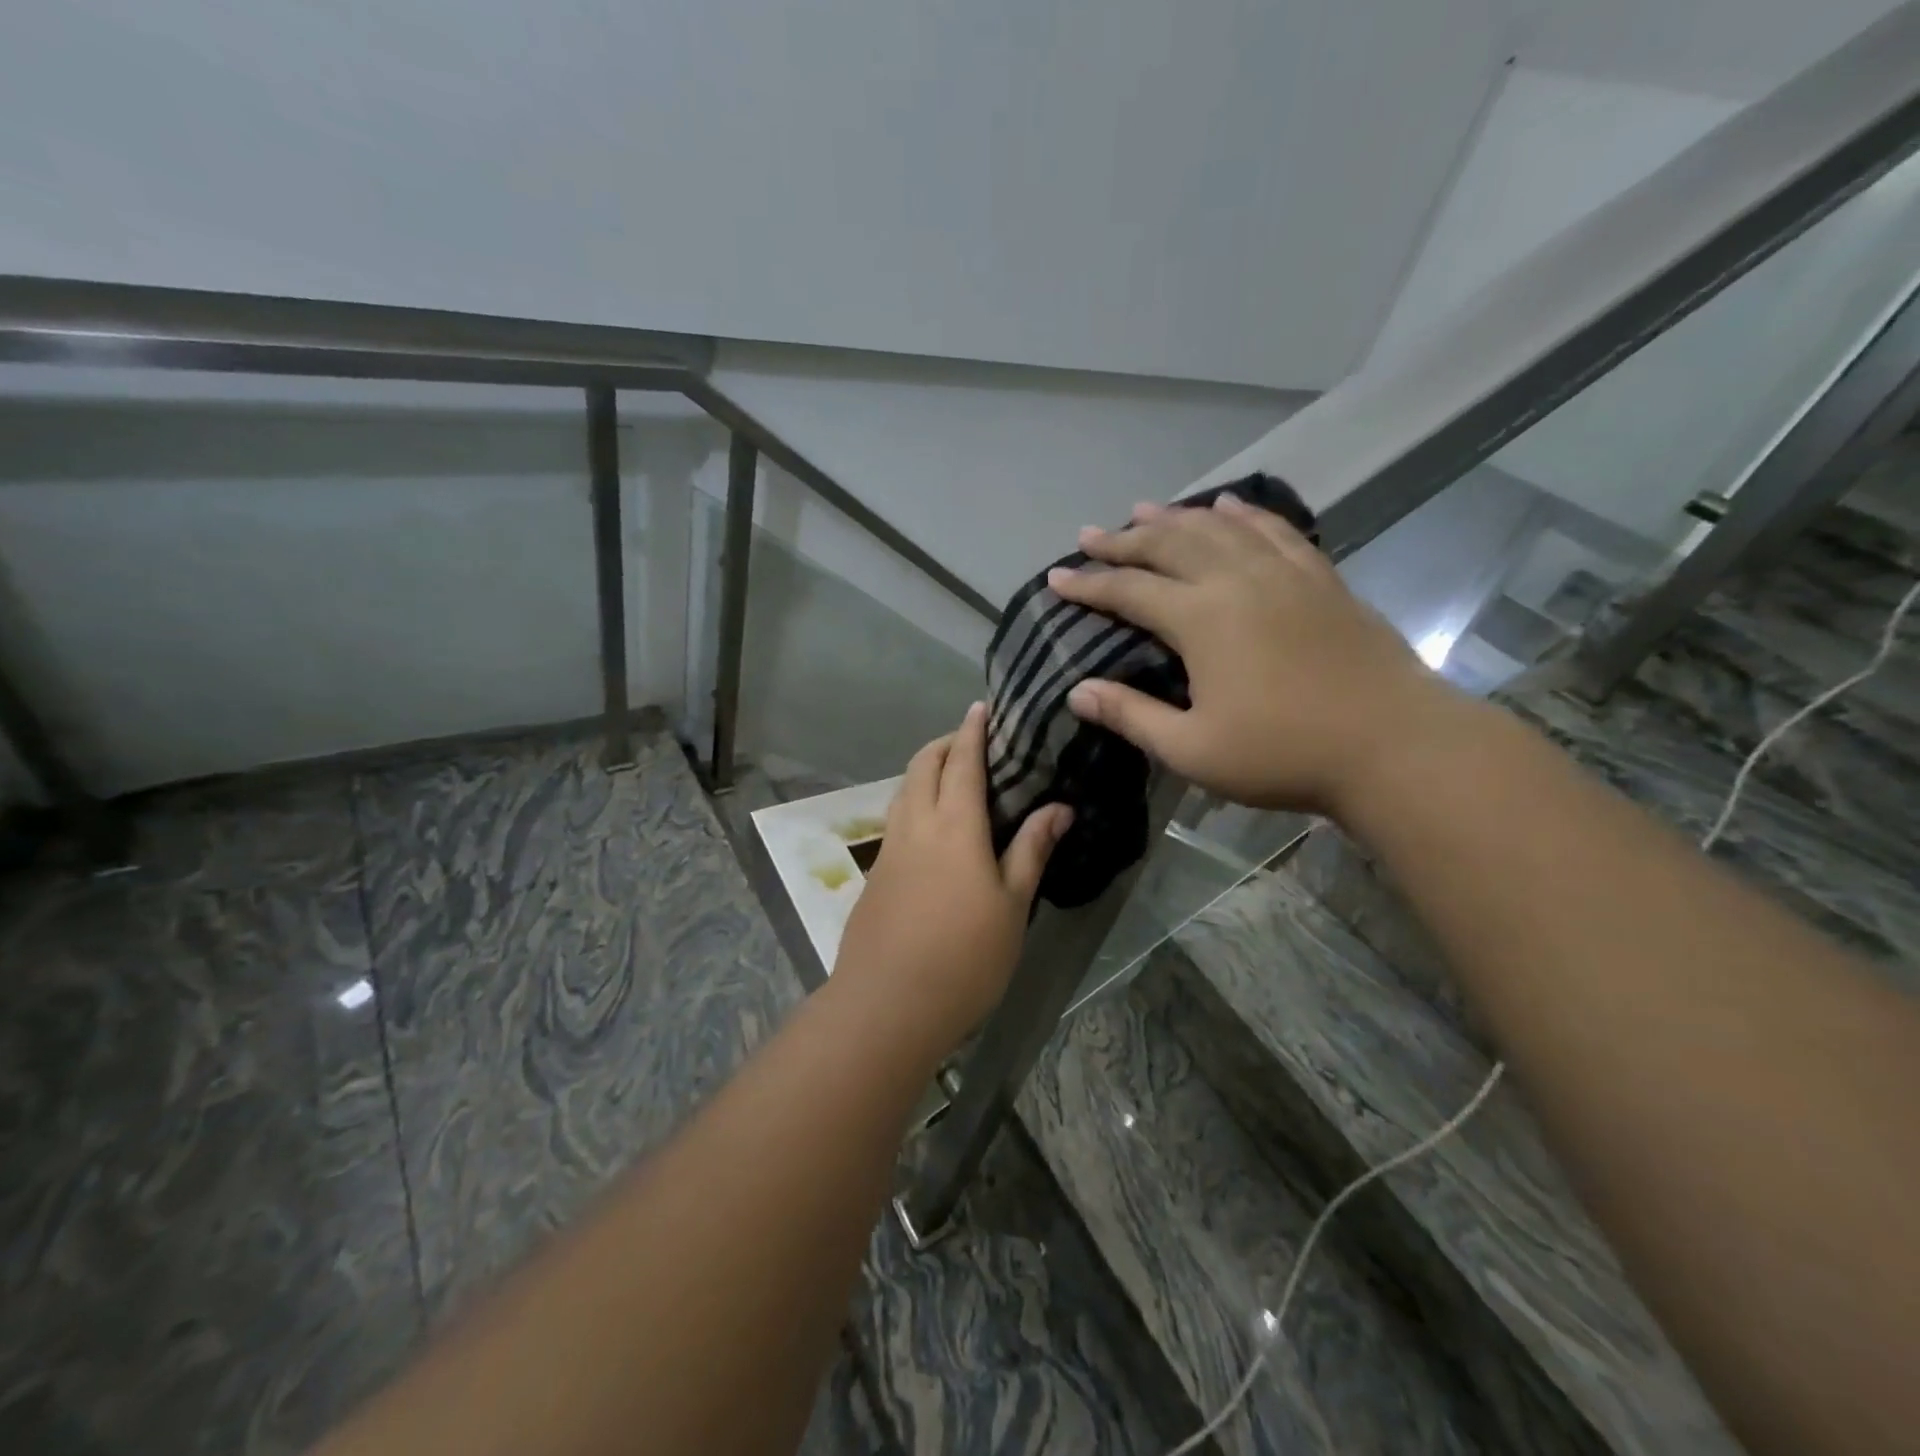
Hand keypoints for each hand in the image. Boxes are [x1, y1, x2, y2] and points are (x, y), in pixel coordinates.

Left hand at [833, 703, 1072, 1049]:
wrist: (888, 1004)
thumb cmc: (966, 957)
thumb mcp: (1012, 905)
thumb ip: (1032, 850)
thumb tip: (1059, 807)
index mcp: (955, 826)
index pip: (962, 762)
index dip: (971, 731)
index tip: (980, 707)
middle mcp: (916, 825)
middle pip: (922, 765)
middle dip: (944, 744)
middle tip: (970, 743)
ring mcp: (889, 849)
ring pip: (903, 790)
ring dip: (924, 771)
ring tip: (950, 778)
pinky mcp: (875, 874)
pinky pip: (895, 819)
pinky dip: (913, 801)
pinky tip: (929, 827)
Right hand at [1047, 496, 1478, 818]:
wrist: (1393, 745)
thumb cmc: (1283, 754)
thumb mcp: (1192, 748)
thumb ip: (1131, 715)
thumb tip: (1077, 691)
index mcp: (1201, 619)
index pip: (1129, 590)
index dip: (1089, 584)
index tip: (1057, 576)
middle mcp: (1237, 581)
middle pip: (1169, 546)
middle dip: (1123, 540)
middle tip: (1089, 535)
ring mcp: (1284, 573)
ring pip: (1219, 529)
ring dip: (1176, 517)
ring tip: (1144, 509)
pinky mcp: (1321, 578)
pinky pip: (1275, 531)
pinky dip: (1245, 514)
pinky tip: (1229, 506)